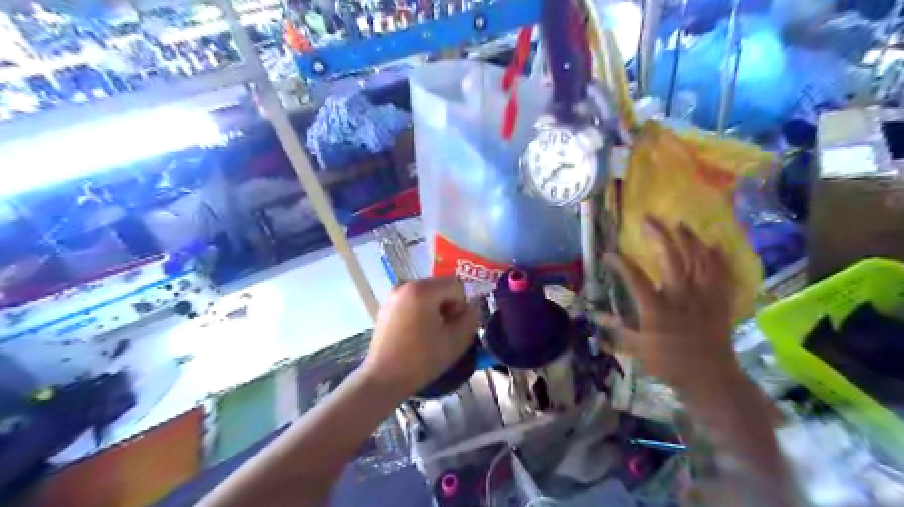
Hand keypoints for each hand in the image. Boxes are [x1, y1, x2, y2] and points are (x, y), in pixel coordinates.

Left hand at [359, 278, 478, 399]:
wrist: (383, 379)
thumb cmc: (422, 360)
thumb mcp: (456, 341)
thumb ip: (471, 318)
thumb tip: (473, 307)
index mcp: (423, 289)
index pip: (456, 286)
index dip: (462, 306)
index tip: (455, 327)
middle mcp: (405, 285)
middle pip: (440, 287)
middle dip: (448, 306)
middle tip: (444, 332)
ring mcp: (393, 295)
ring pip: (427, 295)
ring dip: (434, 310)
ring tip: (430, 334)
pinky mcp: (385, 306)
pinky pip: (412, 301)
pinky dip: (420, 312)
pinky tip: (416, 334)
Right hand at [595, 216, 741, 392]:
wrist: (709, 378)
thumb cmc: (669, 363)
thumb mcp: (637, 349)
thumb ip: (616, 328)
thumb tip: (595, 315)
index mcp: (656, 309)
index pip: (635, 278)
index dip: (620, 263)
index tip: (608, 254)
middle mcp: (680, 297)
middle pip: (671, 258)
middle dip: (659, 235)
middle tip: (648, 220)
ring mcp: (702, 297)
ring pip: (698, 260)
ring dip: (688, 239)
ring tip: (679, 223)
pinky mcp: (719, 301)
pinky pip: (720, 273)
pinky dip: (717, 257)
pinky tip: (712, 243)